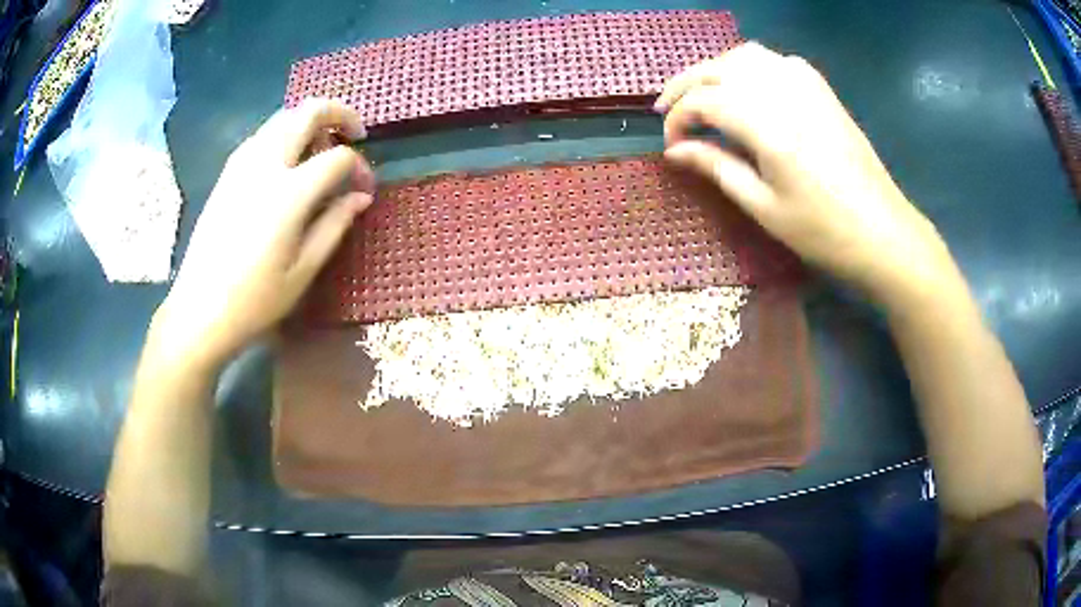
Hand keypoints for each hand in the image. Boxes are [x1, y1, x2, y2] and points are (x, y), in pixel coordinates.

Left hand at [149, 99, 375, 371]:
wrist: (200, 310)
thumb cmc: (255, 299)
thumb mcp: (304, 269)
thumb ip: (335, 223)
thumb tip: (361, 196)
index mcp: (289, 192)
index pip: (337, 157)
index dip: (360, 168)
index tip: (365, 190)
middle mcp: (265, 164)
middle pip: (308, 112)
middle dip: (339, 114)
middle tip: (354, 134)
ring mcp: (241, 163)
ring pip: (283, 117)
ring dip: (309, 122)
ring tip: (320, 149)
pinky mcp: (227, 172)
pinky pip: (263, 135)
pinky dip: (284, 135)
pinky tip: (288, 164)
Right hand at [658, 43, 959, 306]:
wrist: (883, 232)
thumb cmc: (824, 231)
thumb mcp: (764, 207)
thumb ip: (717, 168)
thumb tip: (675, 152)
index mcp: (768, 125)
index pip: (704, 102)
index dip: (678, 119)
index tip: (671, 145)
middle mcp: (783, 92)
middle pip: (719, 68)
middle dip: (685, 85)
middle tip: (667, 109)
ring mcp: (807, 85)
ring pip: (745, 56)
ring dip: (716, 69)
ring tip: (702, 94)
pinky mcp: (822, 89)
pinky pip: (775, 60)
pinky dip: (750, 66)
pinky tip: (747, 87)